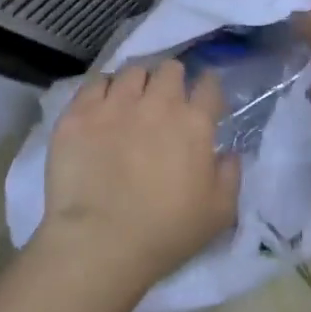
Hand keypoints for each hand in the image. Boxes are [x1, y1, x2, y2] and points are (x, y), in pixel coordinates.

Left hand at [40, 59, 239, 290]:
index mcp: (194, 123)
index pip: (209, 85)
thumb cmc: (166, 232)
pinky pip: (94, 83)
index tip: (204, 97)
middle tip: (165, 100)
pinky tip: (101, 106)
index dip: (208, 87)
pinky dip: (102, 90)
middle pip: (169, 69)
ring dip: (136, 83)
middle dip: (171, 79)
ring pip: (131, 71)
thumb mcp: (220, 212)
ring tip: (130, 100)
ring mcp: (115, 104)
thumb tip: (228, 152)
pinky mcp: (79, 113)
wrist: (101, 242)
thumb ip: (231, 175)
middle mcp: (158, 103)